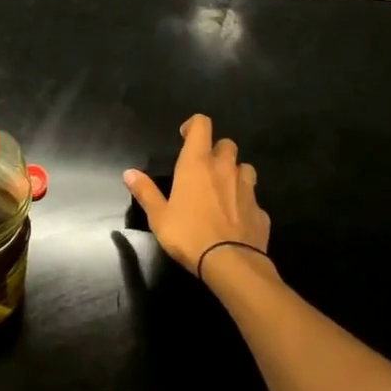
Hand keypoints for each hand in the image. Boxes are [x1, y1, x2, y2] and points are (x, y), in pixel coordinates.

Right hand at [124, 114, 270, 279]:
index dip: (194, 125)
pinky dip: (245, 203)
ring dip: (235, 173)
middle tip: (204, 168)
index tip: (184, 138)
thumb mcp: (159, 216)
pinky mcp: (261, 211)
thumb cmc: (189, 235)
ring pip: (245, 168)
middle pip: (227, 143)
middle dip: (216, 150)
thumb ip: (145, 192)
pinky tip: (236, 218)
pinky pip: (253, 199)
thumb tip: (129, 173)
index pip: (202, 124)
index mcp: (197, 163)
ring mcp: (247, 189)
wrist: (232, 265)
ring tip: (223, 189)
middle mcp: (224, 169)